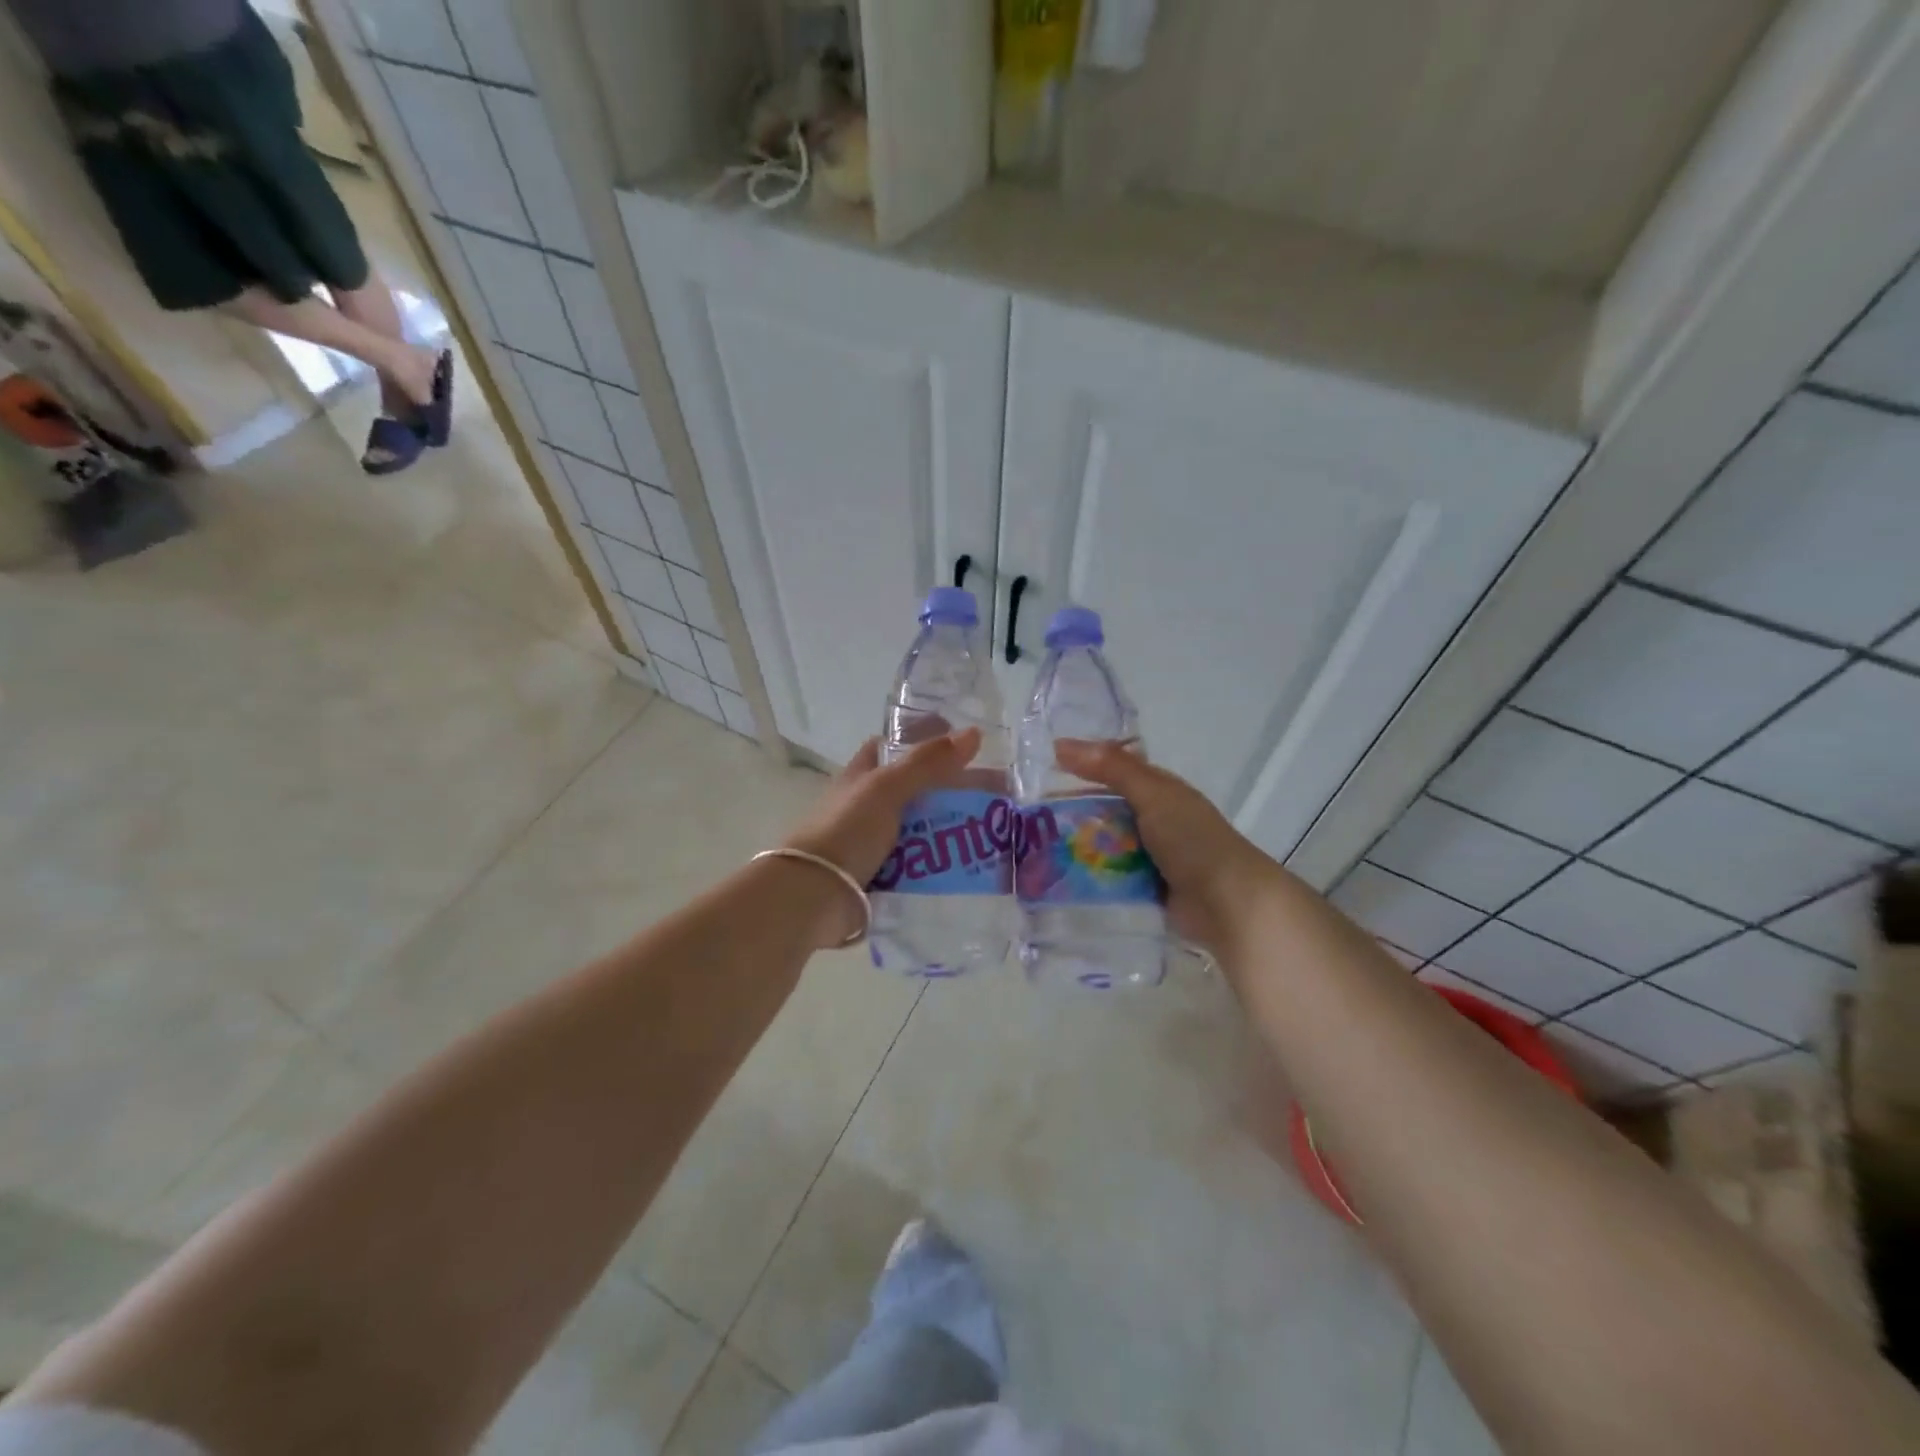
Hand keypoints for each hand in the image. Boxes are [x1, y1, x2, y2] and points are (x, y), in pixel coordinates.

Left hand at [782, 728, 983, 946]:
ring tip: (995, 833)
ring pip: (922, 827)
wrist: (814, 895)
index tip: (965, 744)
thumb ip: (928, 762)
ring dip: (953, 829)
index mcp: (863, 775)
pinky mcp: (882, 874)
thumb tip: (974, 733)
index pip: (895, 746)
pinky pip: (920, 863)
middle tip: (997, 796)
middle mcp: (868, 804)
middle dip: (953, 790)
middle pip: (917, 789)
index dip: (926, 740)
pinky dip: (942, 862)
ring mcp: (874, 841)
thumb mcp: (887, 788)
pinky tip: (972, 865)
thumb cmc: (846, 830)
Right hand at [1054, 740, 1279, 955]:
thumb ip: (1112, 768)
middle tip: (1027, 819)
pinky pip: (1110, 877)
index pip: (1113, 771)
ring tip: (1034, 852)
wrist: (1229, 904)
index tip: (1039, 773)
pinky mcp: (1145, 888)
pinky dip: (1090, 877)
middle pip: (1104, 810)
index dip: (1080, 769)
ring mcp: (1150, 857)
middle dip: (1071, 813)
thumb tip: (1061, 744)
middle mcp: (1154, 820)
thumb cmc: (1193, 840)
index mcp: (1159, 791)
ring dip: (1077, 848)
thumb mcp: (1152, 795)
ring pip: (1104, 845)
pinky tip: (1059, 880)